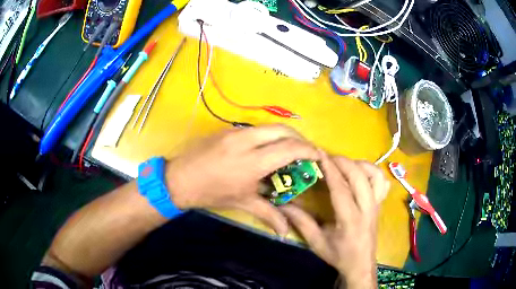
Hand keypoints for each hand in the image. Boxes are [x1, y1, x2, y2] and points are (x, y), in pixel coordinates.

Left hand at [165, 124, 319, 235]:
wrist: (179, 179)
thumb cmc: (211, 193)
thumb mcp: (242, 203)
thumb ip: (268, 214)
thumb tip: (287, 232)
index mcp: (252, 162)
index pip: (289, 148)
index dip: (308, 150)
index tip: (317, 156)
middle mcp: (246, 141)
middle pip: (282, 129)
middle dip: (299, 138)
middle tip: (305, 151)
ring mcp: (235, 132)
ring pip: (268, 126)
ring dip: (283, 134)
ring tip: (288, 148)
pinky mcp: (227, 129)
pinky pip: (255, 128)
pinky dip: (267, 135)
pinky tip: (265, 148)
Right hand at [280, 153, 389, 287]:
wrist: (361, 265)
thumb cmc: (339, 255)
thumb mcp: (317, 243)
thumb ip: (301, 222)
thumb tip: (283, 205)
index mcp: (351, 220)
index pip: (341, 188)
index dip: (330, 169)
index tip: (319, 154)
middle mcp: (368, 209)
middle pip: (359, 176)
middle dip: (343, 161)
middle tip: (327, 157)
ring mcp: (377, 205)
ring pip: (375, 175)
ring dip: (360, 164)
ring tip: (344, 165)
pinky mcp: (380, 204)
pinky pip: (382, 182)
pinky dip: (372, 172)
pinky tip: (361, 174)